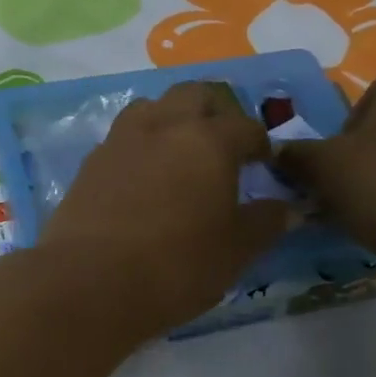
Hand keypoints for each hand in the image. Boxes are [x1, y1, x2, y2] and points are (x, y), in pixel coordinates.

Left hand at [35, 81, 290, 339]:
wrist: (89, 282)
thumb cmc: (176, 266)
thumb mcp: (234, 251)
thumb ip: (264, 223)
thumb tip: (286, 208)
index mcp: (208, 140)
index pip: (245, 126)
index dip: (260, 143)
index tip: (264, 163)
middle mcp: (164, 126)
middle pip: (195, 95)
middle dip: (216, 112)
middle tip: (224, 146)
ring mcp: (122, 139)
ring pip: (153, 106)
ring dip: (173, 119)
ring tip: (181, 154)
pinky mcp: (91, 161)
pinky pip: (124, 136)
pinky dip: (142, 144)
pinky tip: (144, 177)